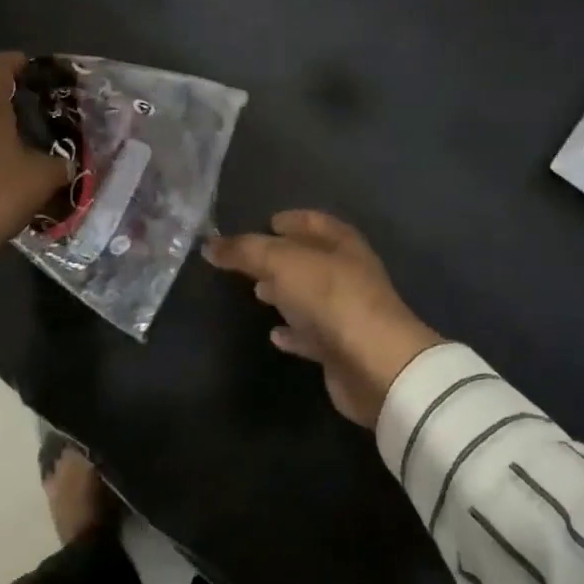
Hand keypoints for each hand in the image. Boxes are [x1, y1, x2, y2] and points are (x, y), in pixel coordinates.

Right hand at [205, 211, 443, 426]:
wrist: (374, 364)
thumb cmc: (330, 297)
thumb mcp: (281, 262)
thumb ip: (245, 251)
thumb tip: (209, 244)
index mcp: (341, 243)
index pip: (313, 221)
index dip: (291, 219)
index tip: (265, 222)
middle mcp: (347, 273)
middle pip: (311, 259)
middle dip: (282, 257)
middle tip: (250, 260)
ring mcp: (346, 312)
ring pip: (310, 296)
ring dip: (285, 293)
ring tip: (257, 292)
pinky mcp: (340, 348)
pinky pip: (310, 334)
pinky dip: (292, 332)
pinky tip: (273, 335)